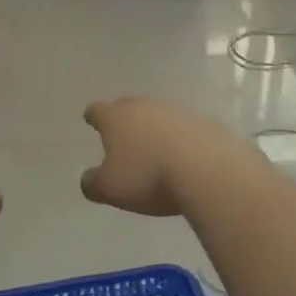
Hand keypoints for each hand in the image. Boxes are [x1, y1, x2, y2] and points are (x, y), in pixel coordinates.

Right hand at [80, 98, 260, 217]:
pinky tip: (184, 157)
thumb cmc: (148, 177)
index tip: (90, 120)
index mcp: (116, 117)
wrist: (207, 171)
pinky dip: (180, 139)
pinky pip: (184, 129)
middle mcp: (144, 107)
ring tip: (154, 150)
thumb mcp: (110, 189)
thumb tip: (88, 179)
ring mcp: (176, 112)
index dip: (93, 116)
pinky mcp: (203, 122)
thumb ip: (93, 183)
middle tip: (121, 134)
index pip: (97, 110)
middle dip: (123, 119)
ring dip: (154, 128)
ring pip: (158, 115)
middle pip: (128, 107)